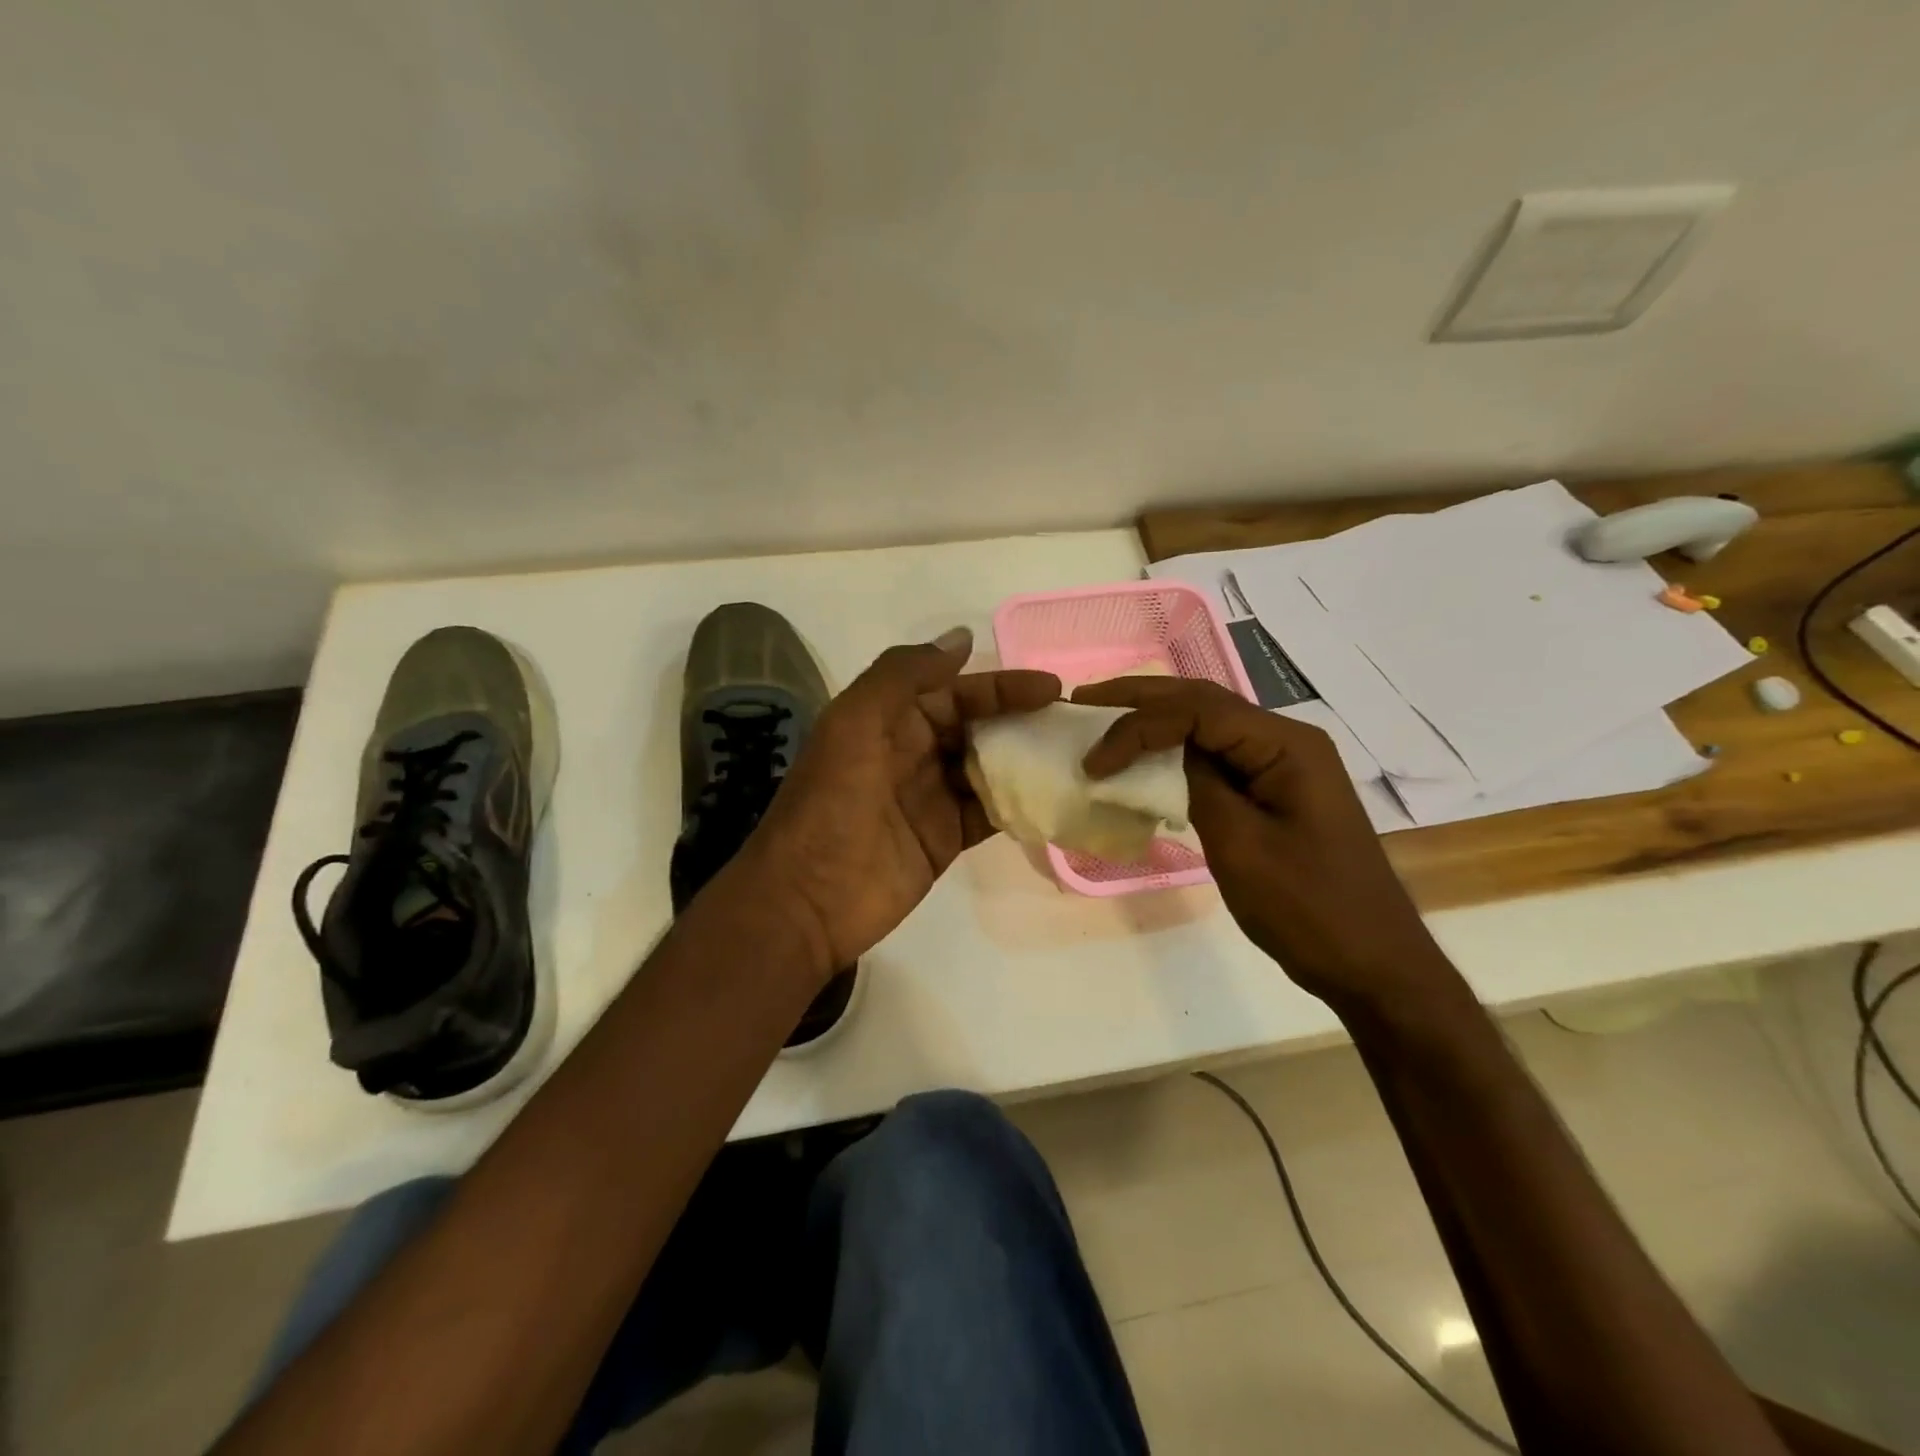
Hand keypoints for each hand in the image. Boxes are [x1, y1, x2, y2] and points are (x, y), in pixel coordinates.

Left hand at [738, 628, 1059, 976]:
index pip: (954, 691)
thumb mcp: (856, 722)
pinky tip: (1052, 795)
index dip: (999, 686)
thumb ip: (904, 675)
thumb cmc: (832, 801)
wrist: (808, 898)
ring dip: (1023, 759)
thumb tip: (961, 639)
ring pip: (986, 766)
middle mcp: (912, 752)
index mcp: (889, 719)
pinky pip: (988, 812)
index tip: (1049, 687)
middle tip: (1069, 722)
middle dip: (1018, 719)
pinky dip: (1017, 803)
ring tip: (1073, 755)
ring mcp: (930, 797)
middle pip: (974, 726)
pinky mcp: (945, 838)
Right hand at [1074, 676, 1456, 1008]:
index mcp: (1286, 745)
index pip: (1197, 710)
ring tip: (1103, 722)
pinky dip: (1175, 754)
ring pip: (1208, 726)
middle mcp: (1287, 741)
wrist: (1373, 965)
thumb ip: (1198, 785)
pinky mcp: (1275, 791)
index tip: (1094, 761)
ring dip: (1155, 722)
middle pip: (1202, 703)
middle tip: (1083, 702)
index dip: (1137, 725)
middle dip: (1140, 700)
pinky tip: (1144, 761)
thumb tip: (1161, 752)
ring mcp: (1283, 766)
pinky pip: (1218, 759)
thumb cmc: (1308, 909)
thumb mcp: (1241, 846)